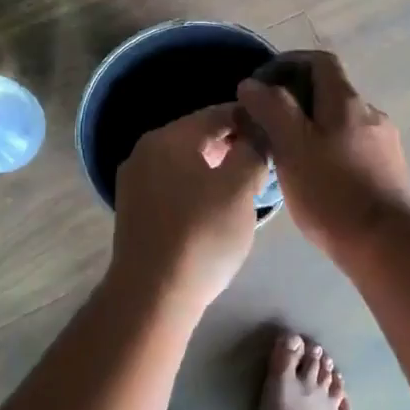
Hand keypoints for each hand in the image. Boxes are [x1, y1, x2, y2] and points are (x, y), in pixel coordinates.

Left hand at [109, 104, 268, 313]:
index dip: (249, 120)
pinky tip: (215, 207)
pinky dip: (196, 187)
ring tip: (245, 186)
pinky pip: (172, 185)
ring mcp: (134, 182)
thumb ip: (252, 152)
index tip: (276, 133)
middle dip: (232, 145)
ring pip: (184, 162)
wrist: (153, 295)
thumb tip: (256, 136)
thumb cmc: (202, 235)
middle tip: (264, 162)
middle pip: (197, 136)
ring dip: (215, 167)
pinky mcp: (133, 210)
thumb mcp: (240, 188)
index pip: (216, 114)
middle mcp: (144, 151)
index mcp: (167, 138)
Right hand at [237, 51, 409, 257]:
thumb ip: (271, 109)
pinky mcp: (389, 172)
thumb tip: (252, 84)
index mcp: (346, 101)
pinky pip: (352, 147)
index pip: (319, 61)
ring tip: (286, 154)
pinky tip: (314, 178)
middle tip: (266, 124)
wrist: (388, 246)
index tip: (262, 84)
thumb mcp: (292, 146)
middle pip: (330, 91)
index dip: (289, 63)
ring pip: (340, 122)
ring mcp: (384, 144)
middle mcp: (370, 114)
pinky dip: (329, 150)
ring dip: (312, 127)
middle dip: (296, 100)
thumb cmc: (332, 192)